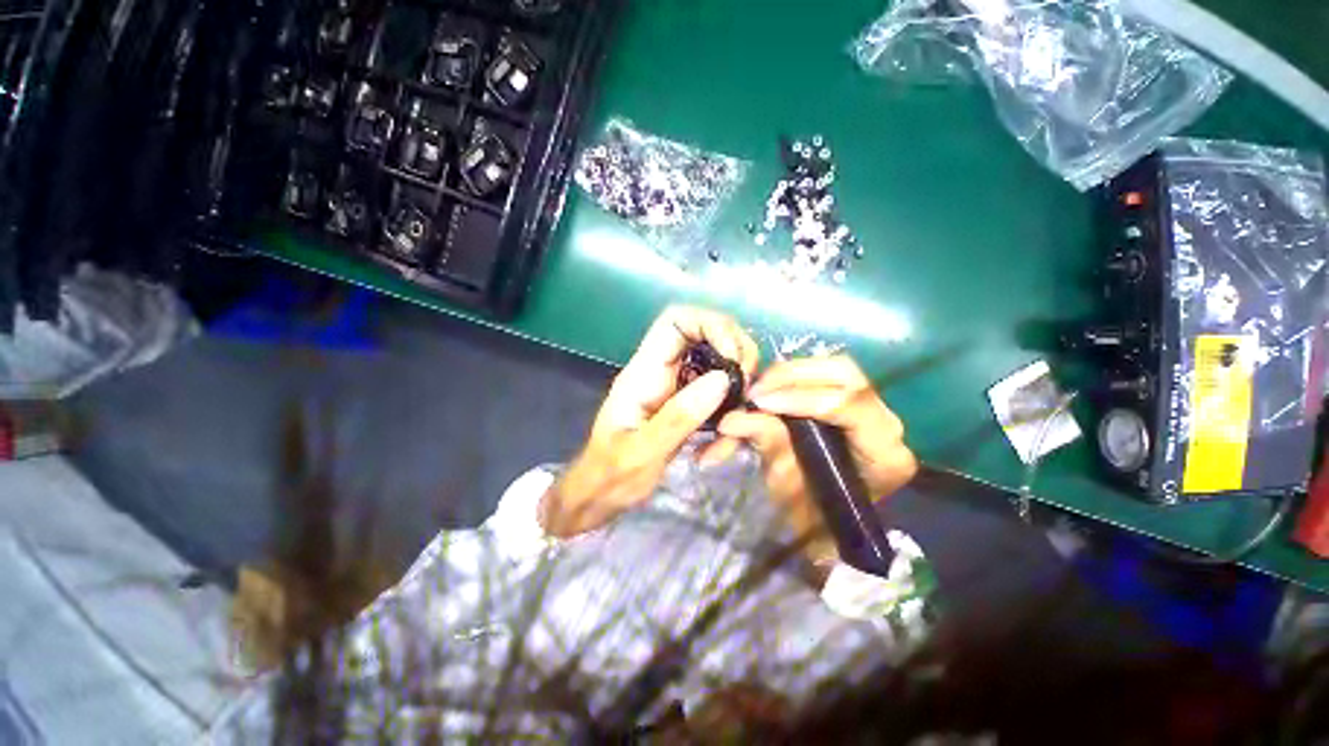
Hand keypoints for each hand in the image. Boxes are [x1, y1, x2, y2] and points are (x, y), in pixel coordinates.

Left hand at [540, 306, 758, 537]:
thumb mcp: (642, 453)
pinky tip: (728, 437)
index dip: (711, 325)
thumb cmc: (611, 476)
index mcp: (644, 372)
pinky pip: (717, 391)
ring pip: (717, 362)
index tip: (734, 359)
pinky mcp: (686, 404)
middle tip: (748, 389)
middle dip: (736, 352)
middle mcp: (662, 371)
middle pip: (706, 334)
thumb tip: (723, 379)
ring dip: (737, 384)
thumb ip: (679, 416)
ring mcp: (676, 387)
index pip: (676, 320)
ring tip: (739, 419)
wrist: (600, 496)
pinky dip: (732, 407)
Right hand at [717, 355, 917, 564]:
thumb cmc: (812, 515)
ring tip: (758, 388)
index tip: (760, 402)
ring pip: (835, 366)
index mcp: (884, 454)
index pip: (849, 406)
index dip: (801, 398)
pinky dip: (791, 376)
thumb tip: (733, 420)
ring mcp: (875, 408)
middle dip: (792, 375)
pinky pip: (824, 373)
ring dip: (789, 373)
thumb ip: (769, 446)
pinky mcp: (855, 400)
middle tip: (755, 390)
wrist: (828, 521)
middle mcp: (887, 424)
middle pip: (846, 373)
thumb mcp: (788, 485)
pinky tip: (769, 386)